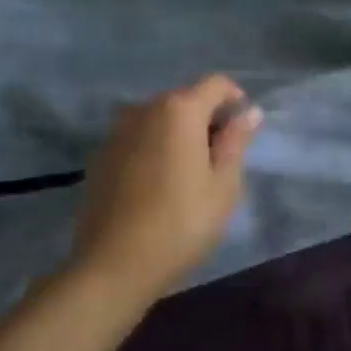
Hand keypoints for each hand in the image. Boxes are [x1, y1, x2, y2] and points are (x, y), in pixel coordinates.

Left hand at [68, 75, 262, 299]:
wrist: (113, 266)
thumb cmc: (181, 223)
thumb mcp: (223, 184)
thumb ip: (236, 141)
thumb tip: (249, 112)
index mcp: (180, 110)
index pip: (216, 84)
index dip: (236, 100)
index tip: (243, 132)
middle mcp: (145, 109)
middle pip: (186, 98)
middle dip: (207, 118)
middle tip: (221, 157)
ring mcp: (117, 132)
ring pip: (160, 118)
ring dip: (179, 133)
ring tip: (190, 171)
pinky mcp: (100, 156)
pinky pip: (138, 138)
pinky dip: (155, 147)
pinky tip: (159, 184)